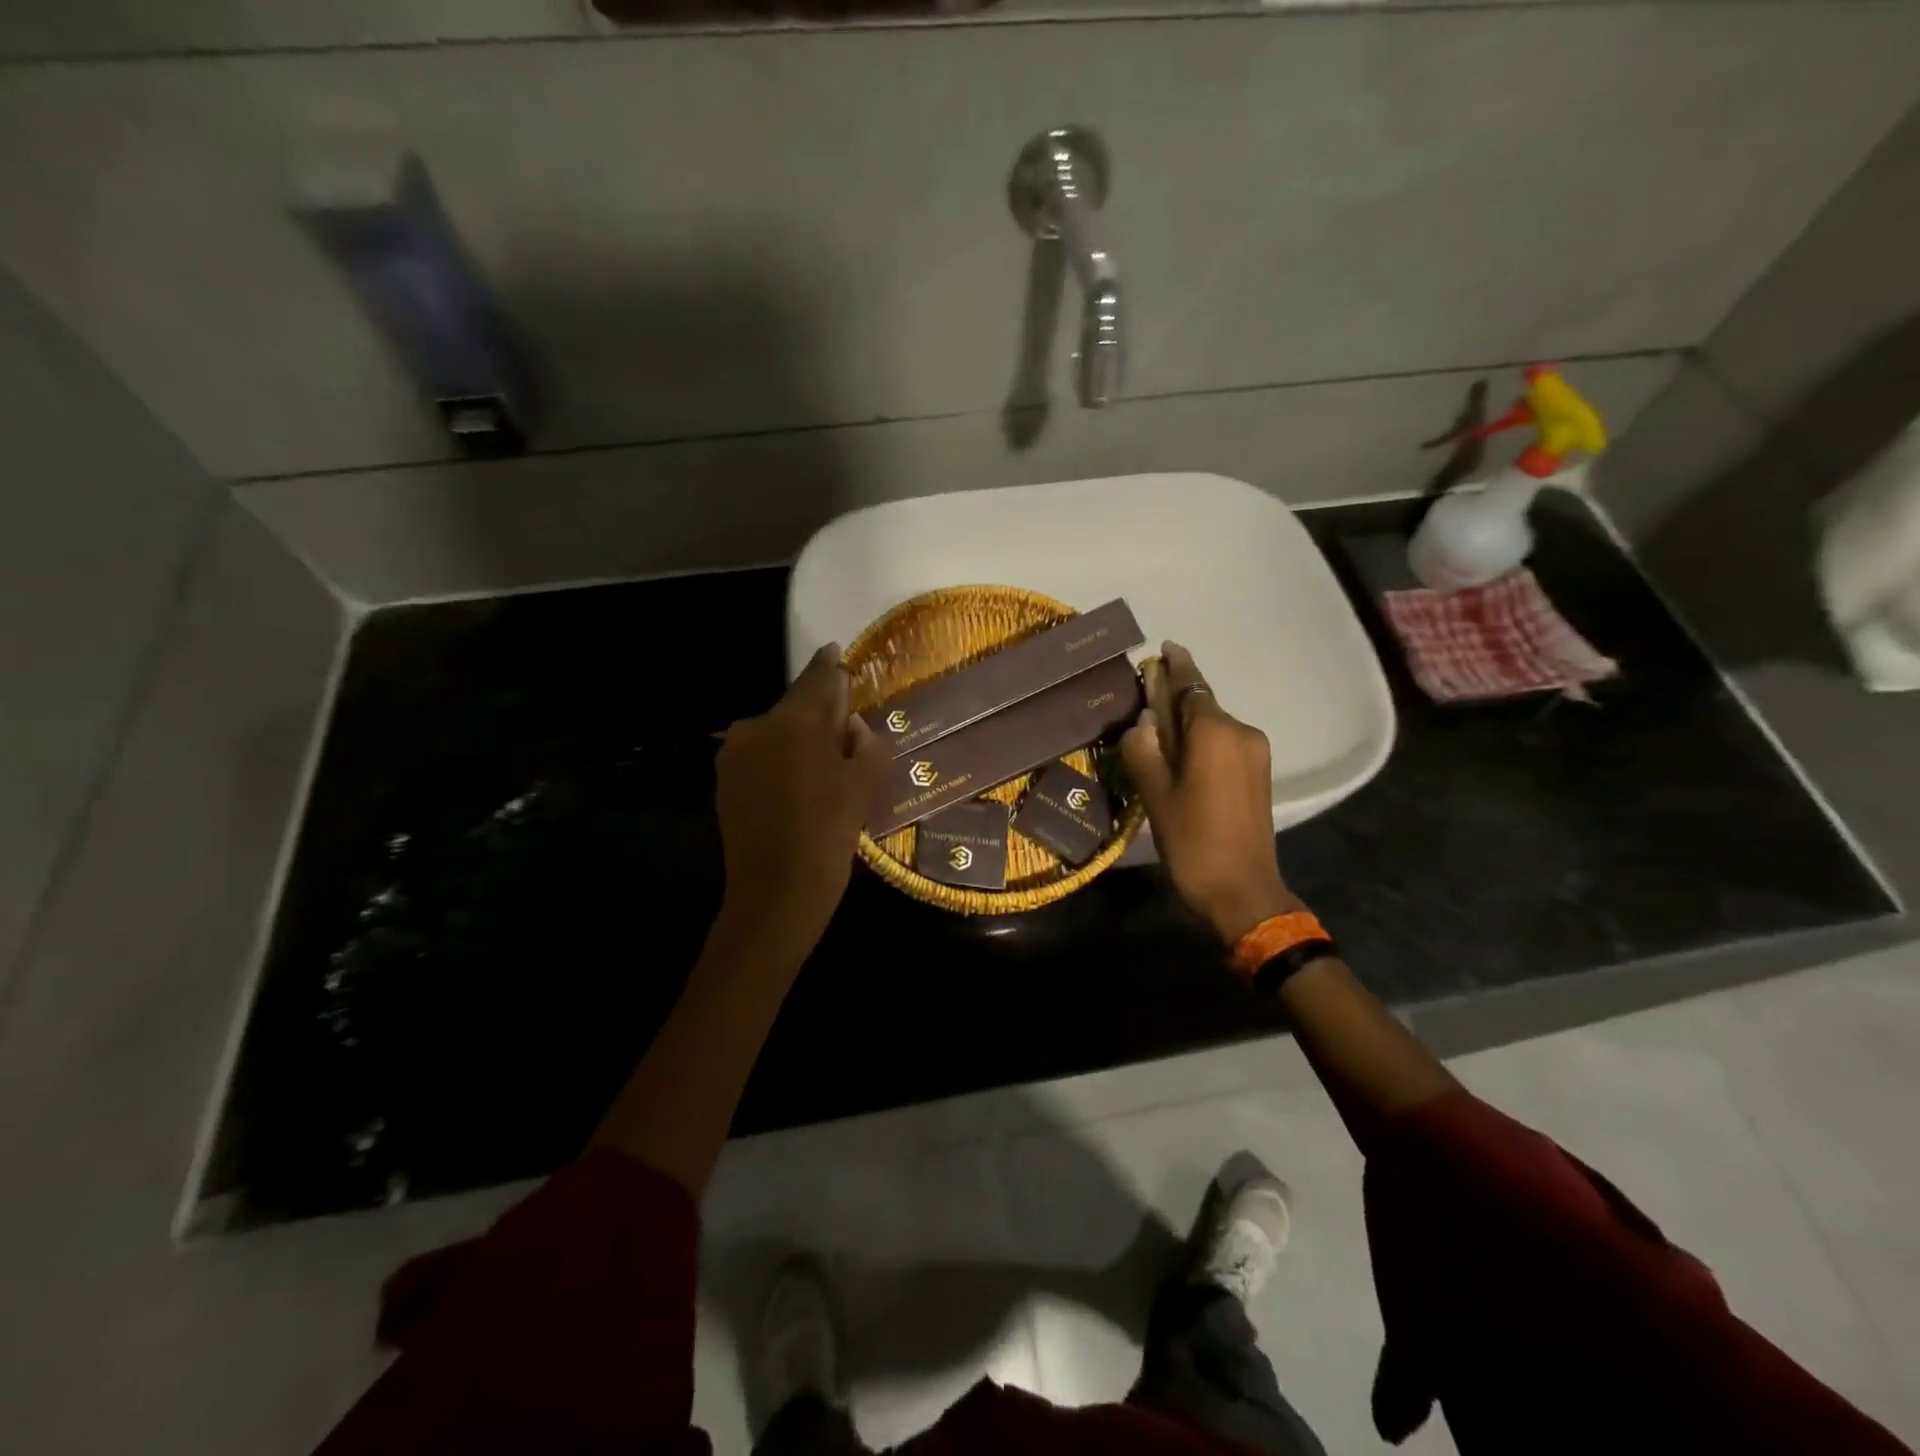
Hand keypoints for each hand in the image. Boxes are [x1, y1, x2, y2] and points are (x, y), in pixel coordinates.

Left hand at [713, 645, 888, 956]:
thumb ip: (867, 742)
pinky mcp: (724, 780)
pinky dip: (778, 760)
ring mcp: (734, 753)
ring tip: (820, 767)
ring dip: (797, 738)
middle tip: (843, 734)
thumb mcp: (866, 783)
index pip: (818, 678)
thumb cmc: (830, 832)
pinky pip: (759, 755)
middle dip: (818, 713)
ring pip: (775, 732)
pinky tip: (796, 786)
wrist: (776, 891)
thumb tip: (851, 725)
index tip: (836, 654)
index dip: (831, 666)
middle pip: (795, 706)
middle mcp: (757, 725)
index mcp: (795, 719)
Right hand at [1120, 642, 1298, 944]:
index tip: (1164, 647)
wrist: (1244, 891)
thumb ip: (1144, 751)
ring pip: (1214, 725)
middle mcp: (1241, 732)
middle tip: (1142, 704)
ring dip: (1187, 724)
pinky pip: (1225, 743)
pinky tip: (1181, 758)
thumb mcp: (1155, 796)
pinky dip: (1202, 742)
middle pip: (1202, 704)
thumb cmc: (1194, 842)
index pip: (1192, 685)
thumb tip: (1141, 723)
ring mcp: (1255, 753)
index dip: (1176, 665)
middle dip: (1174, 699)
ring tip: (1155, 737)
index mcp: (1215, 732)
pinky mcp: (1259, 774)